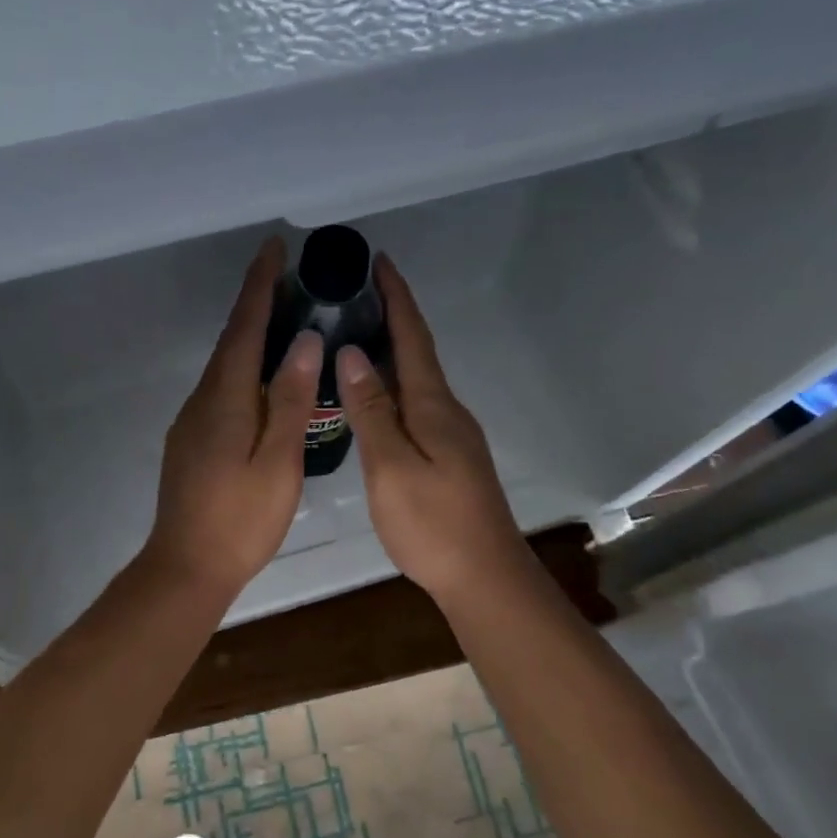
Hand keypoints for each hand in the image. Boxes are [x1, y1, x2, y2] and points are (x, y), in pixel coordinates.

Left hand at [145, 239, 322, 599]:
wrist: (187, 567)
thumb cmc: (240, 518)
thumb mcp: (278, 460)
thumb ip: (289, 399)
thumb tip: (303, 341)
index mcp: (224, 398)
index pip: (244, 327)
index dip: (259, 285)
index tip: (274, 246)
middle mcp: (202, 399)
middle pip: (231, 340)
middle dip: (256, 303)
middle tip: (290, 278)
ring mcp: (193, 421)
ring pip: (226, 367)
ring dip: (251, 337)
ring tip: (285, 321)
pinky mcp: (192, 441)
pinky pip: (222, 390)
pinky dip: (244, 370)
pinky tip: (264, 381)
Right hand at [338, 256, 530, 603]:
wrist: (484, 576)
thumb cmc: (432, 524)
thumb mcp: (391, 466)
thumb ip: (371, 411)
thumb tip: (352, 354)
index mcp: (432, 406)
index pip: (412, 338)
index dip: (396, 297)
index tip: (379, 260)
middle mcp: (446, 411)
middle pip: (417, 353)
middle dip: (391, 317)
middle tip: (354, 293)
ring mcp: (451, 435)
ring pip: (416, 381)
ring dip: (391, 352)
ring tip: (356, 334)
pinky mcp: (449, 456)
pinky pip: (416, 405)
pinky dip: (393, 386)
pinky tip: (374, 396)